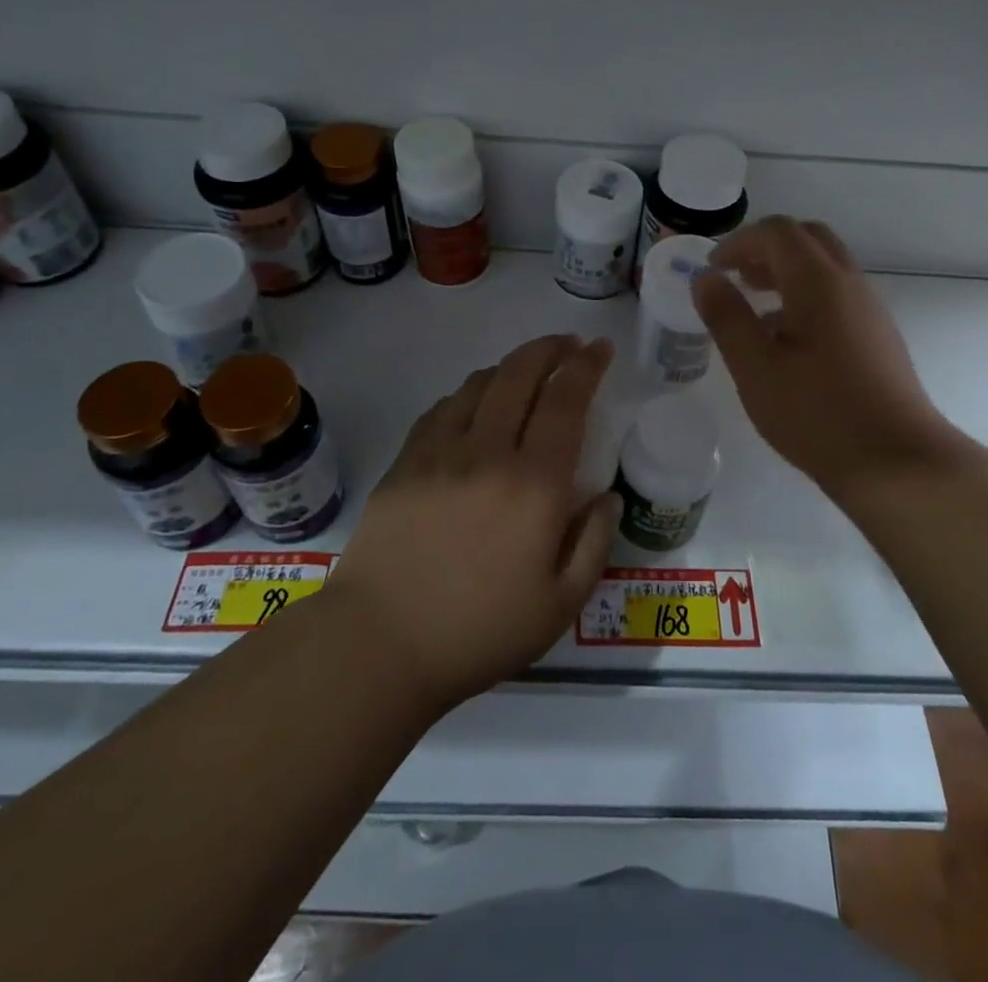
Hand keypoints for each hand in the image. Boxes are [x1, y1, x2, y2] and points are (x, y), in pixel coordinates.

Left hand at [322, 334, 620, 713]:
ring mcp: (440, 452)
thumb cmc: (479, 632)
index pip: (566, 402)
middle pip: (520, 375)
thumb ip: (594, 544)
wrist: (380, 644)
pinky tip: (473, 405)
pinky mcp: (405, 462)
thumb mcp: (560, 606)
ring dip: (510, 367)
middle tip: (568, 344)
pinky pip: (442, 409)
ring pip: (479, 384)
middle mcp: (489, 452)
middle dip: (549, 348)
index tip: (600, 348)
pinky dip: (467, 394)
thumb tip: (607, 496)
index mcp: (535, 484)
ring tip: (526, 373)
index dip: (586, 367)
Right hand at [692, 217, 955, 494]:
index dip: (739, 242)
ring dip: (786, 271)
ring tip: (754, 305)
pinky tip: (786, 339)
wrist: (897, 462)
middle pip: (807, 238)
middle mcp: (849, 283)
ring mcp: (869, 308)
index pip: (777, 232)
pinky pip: (837, 293)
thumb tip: (706, 278)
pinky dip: (806, 294)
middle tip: (736, 277)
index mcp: (818, 282)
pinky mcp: (878, 334)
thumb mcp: (756, 369)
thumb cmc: (818, 414)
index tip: (712, 269)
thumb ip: (727, 317)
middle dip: (765, 248)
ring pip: (825, 265)